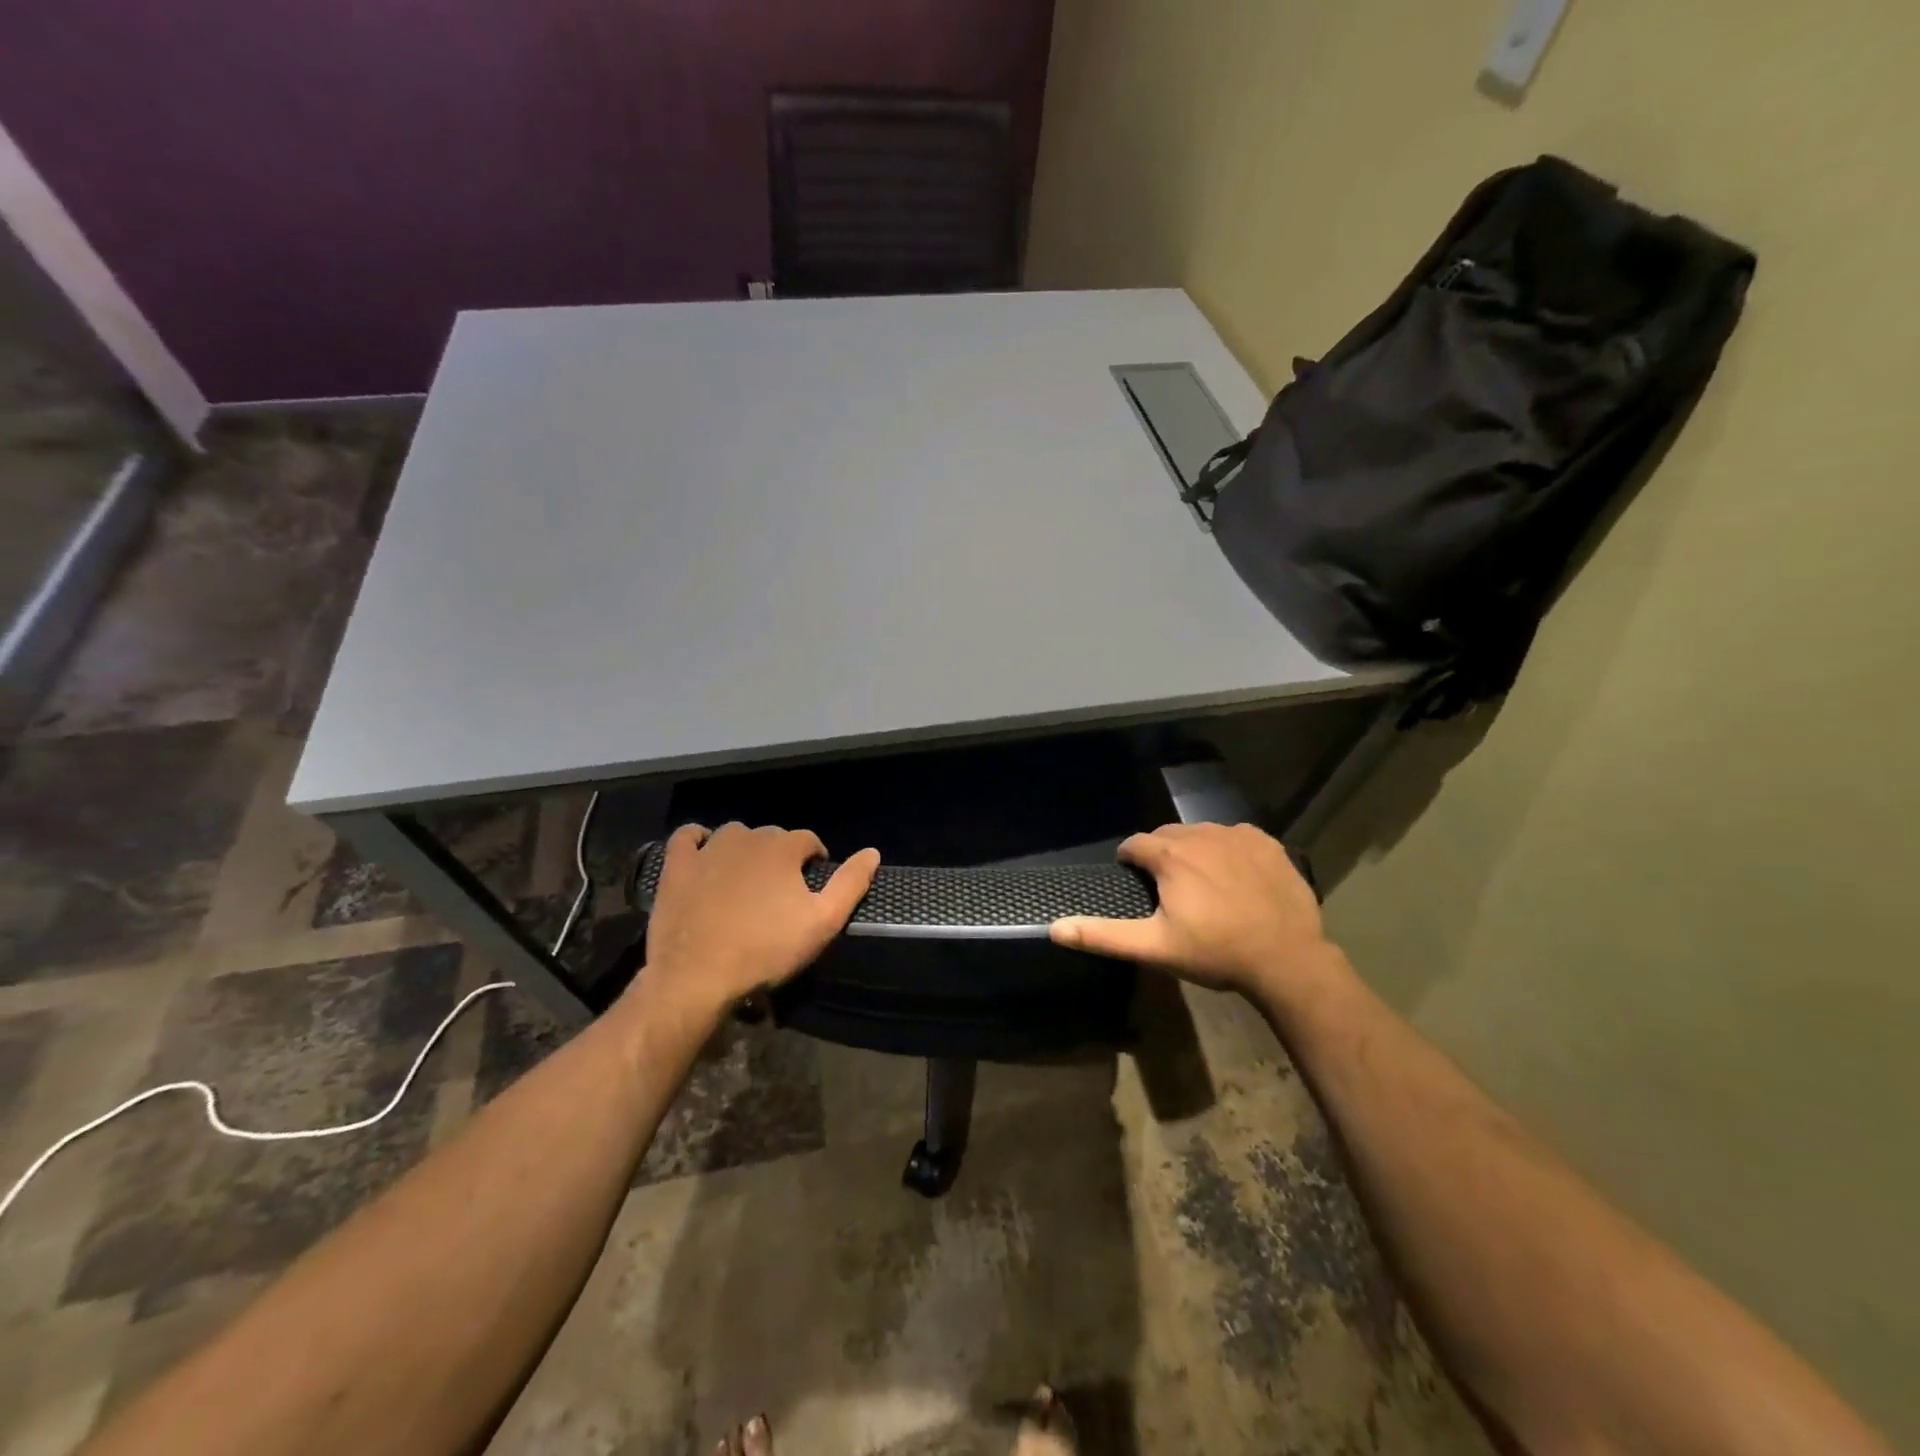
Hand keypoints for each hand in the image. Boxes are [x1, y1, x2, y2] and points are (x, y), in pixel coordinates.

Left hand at [640, 822, 879, 1017]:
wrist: (696, 975)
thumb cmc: (766, 949)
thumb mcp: (822, 922)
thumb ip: (850, 884)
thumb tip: (872, 852)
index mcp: (783, 848)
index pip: (808, 840)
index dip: (814, 861)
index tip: (812, 889)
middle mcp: (747, 838)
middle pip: (772, 838)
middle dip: (782, 858)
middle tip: (781, 894)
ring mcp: (708, 849)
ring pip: (734, 835)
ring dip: (745, 849)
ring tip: (747, 881)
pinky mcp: (677, 865)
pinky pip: (687, 837)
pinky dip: (698, 839)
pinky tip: (704, 853)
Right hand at [1049, 822, 1332, 995]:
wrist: (1287, 959)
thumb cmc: (1215, 952)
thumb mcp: (1154, 947)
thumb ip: (1103, 935)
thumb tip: (1054, 928)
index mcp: (1170, 856)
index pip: (1135, 845)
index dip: (1130, 862)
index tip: (1136, 883)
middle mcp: (1200, 834)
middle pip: (1167, 835)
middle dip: (1160, 854)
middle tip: (1168, 888)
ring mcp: (1237, 835)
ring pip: (1201, 833)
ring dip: (1193, 850)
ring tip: (1201, 883)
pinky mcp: (1266, 843)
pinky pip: (1235, 836)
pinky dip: (1228, 849)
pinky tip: (1235, 877)